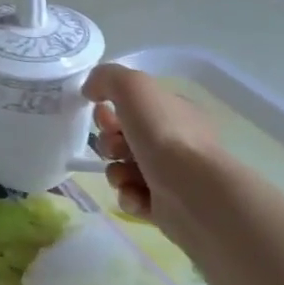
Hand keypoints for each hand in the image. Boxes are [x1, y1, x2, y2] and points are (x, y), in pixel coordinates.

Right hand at [83, 63, 219, 235]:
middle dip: (110, 143)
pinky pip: (133, 197)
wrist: (192, 192)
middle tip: (116, 149)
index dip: (110, 109)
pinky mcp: (167, 207)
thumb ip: (108, 78)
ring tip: (126, 177)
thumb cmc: (164, 134)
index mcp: (176, 112)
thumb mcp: (133, 86)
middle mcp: (177, 142)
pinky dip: (129, 196)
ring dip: (116, 172)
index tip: (101, 114)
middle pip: (125, 138)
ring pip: (124, 169)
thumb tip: (91, 90)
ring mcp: (173, 176)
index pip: (135, 106)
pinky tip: (136, 195)